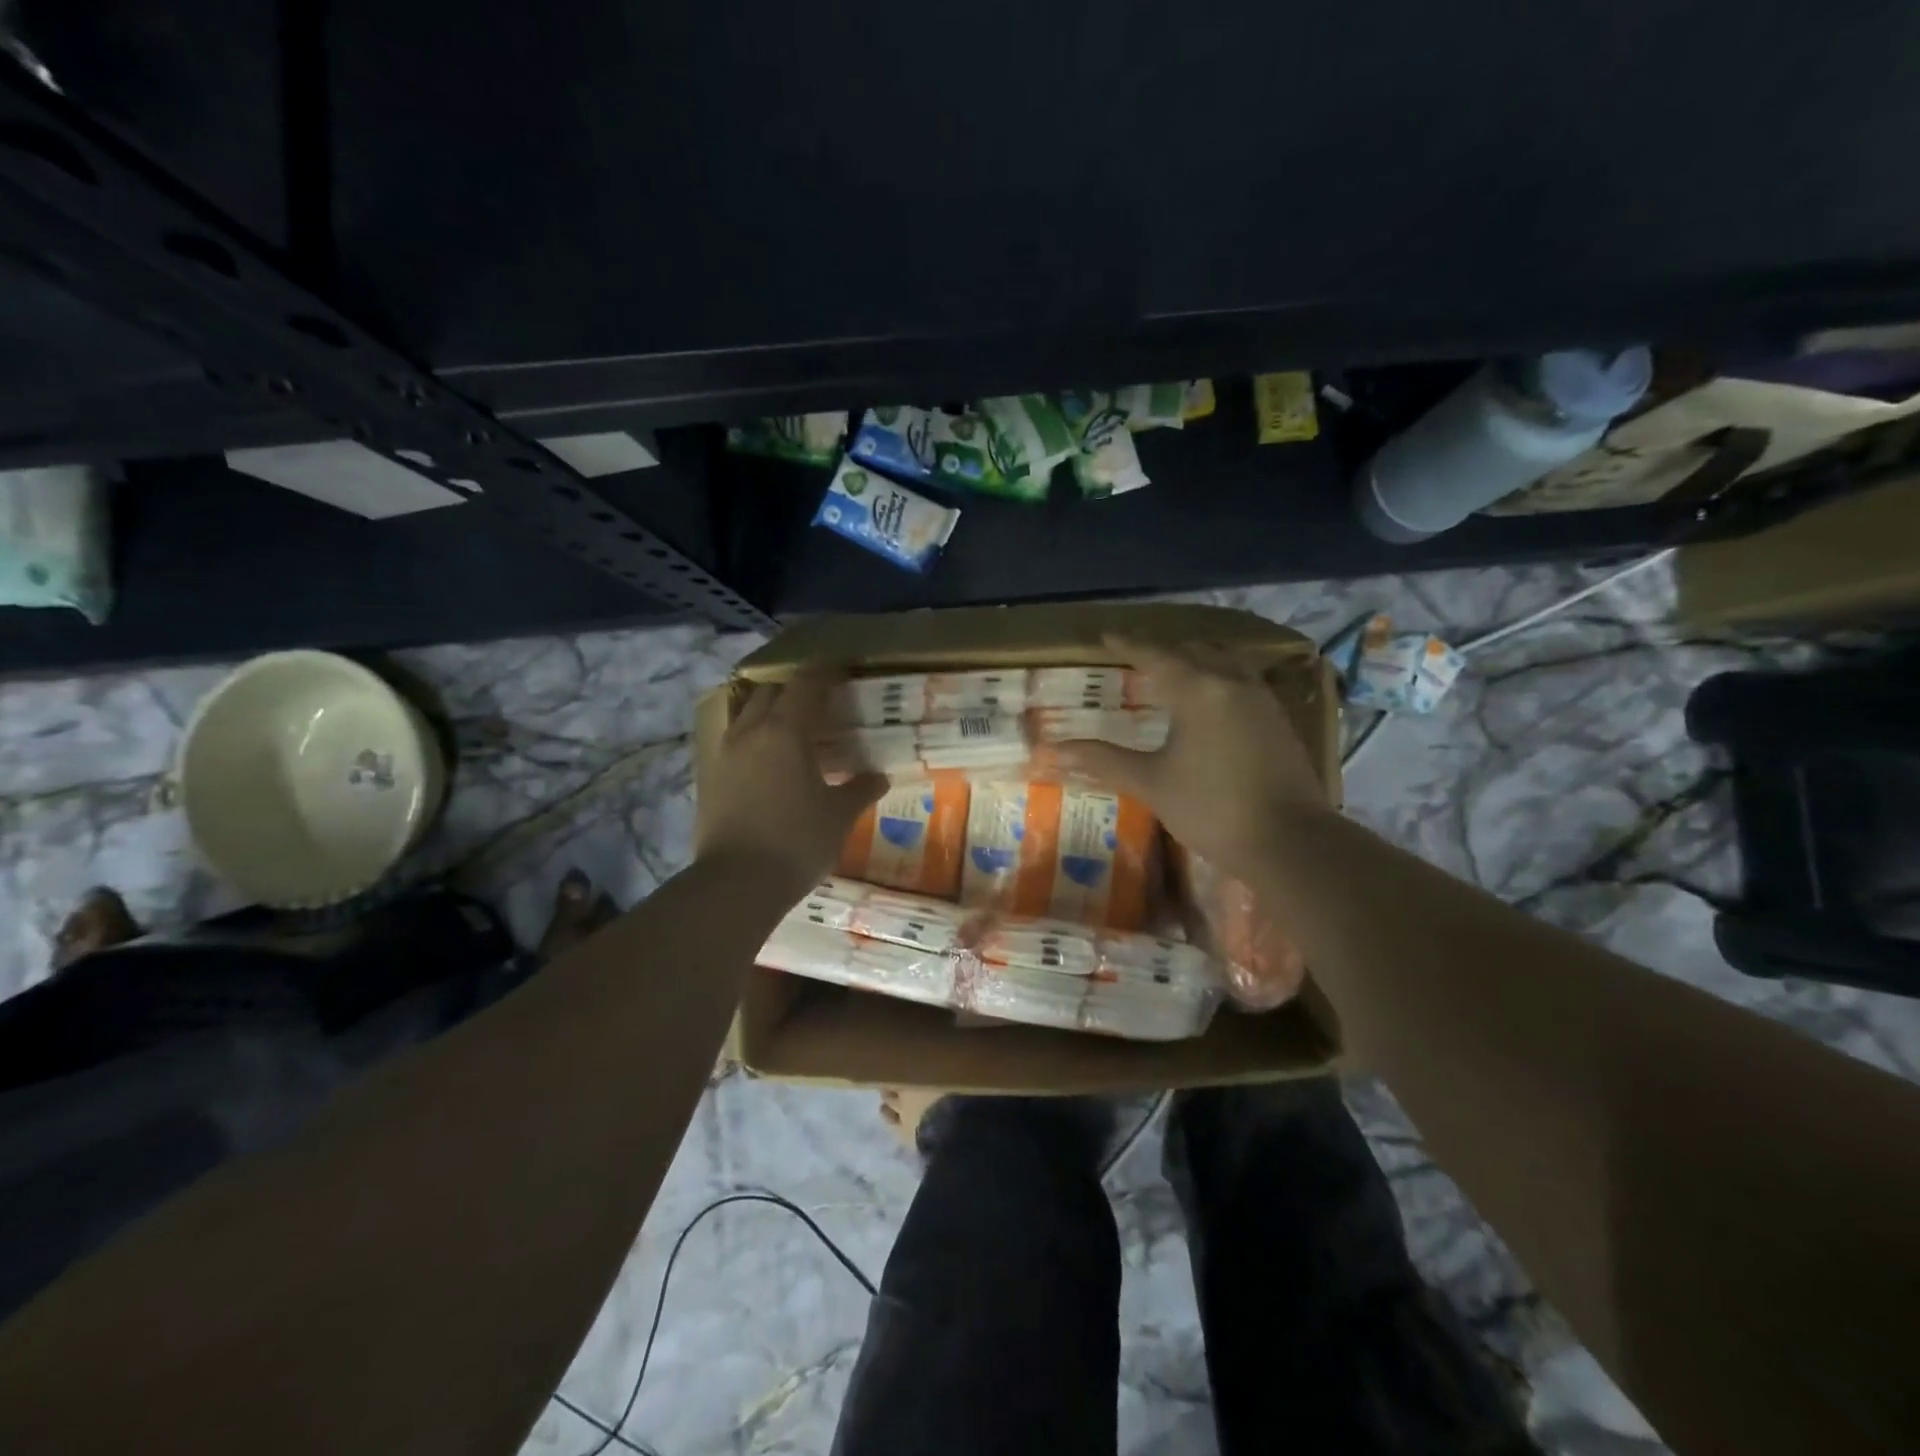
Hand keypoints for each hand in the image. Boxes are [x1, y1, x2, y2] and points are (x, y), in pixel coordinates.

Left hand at [696, 671, 887, 893]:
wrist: (736, 883)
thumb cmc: (796, 841)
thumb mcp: (838, 815)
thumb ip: (859, 789)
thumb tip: (879, 777)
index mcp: (784, 732)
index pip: (804, 685)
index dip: (823, 673)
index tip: (839, 668)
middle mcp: (749, 733)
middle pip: (769, 693)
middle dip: (793, 691)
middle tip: (818, 704)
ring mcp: (724, 755)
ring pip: (746, 716)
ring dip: (769, 714)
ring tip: (793, 732)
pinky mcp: (710, 779)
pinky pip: (734, 743)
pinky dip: (754, 740)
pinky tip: (770, 764)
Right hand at [1052, 636, 1328, 881]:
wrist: (1289, 841)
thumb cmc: (1211, 808)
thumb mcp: (1151, 783)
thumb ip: (1104, 760)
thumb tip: (1054, 749)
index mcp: (1198, 690)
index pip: (1154, 655)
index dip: (1126, 644)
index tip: (1104, 635)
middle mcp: (1232, 682)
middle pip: (1193, 651)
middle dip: (1162, 651)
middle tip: (1135, 658)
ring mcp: (1261, 699)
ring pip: (1224, 661)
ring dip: (1196, 660)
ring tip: (1174, 673)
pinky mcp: (1278, 719)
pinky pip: (1243, 680)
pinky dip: (1219, 677)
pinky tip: (1211, 700)